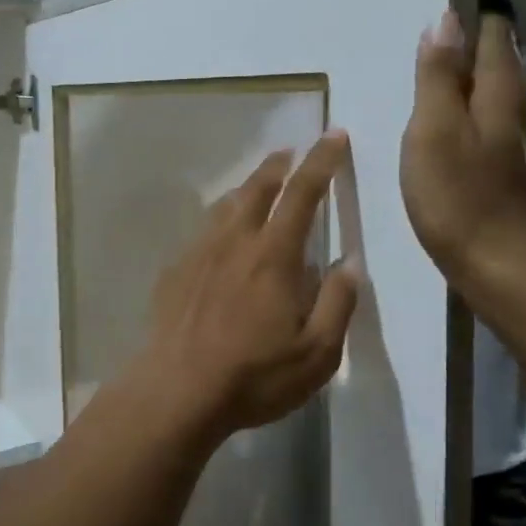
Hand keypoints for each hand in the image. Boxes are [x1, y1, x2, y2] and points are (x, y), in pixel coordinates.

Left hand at [127, 131, 360, 439]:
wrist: (177, 390)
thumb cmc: (254, 375)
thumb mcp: (317, 354)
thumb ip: (338, 304)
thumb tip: (350, 264)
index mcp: (273, 256)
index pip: (302, 194)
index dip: (322, 161)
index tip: (333, 135)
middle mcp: (234, 242)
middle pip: (257, 188)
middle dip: (278, 165)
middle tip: (290, 153)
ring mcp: (198, 254)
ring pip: (224, 207)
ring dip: (246, 189)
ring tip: (257, 186)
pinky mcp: (174, 272)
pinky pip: (202, 232)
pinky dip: (219, 221)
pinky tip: (220, 238)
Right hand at [399, 10, 525, 291]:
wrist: (506, 270)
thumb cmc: (460, 197)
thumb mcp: (434, 130)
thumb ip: (437, 78)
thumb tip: (444, 23)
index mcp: (498, 98)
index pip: (494, 41)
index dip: (482, 17)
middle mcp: (519, 116)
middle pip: (503, 68)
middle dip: (485, 44)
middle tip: (461, 25)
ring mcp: (522, 151)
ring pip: (502, 100)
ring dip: (482, 79)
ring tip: (457, 70)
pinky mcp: (516, 179)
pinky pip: (497, 129)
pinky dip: (480, 115)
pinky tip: (467, 128)